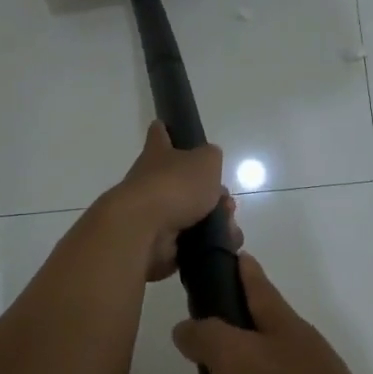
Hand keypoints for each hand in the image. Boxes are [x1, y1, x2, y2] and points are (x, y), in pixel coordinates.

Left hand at [103, 121, 239, 283]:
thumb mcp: (205, 160)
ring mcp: (153, 215)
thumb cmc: (174, 186)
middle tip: (226, 201)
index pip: (159, 134)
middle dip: (210, 193)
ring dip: (214, 220)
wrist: (144, 232)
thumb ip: (211, 157)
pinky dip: (208, 245)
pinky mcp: (159, 244)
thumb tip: (209, 161)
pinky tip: (222, 244)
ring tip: (228, 227)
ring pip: (192, 214)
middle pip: (183, 182)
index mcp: (157, 154)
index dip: (166, 130)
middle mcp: (151, 182)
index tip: (168, 128)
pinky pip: (191, 243)